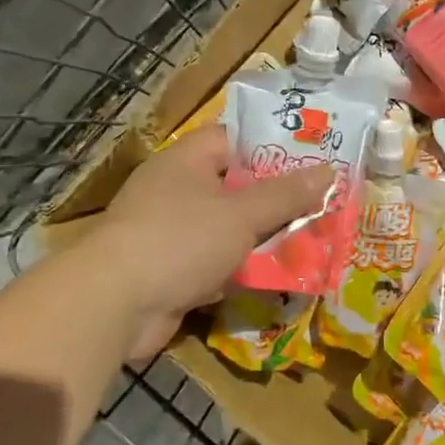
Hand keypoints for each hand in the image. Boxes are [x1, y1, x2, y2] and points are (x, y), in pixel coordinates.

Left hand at [80, 126, 333, 361]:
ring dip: (263, 239)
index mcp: (187, 161)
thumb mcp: (242, 213)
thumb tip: (329, 171)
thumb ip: (286, 194)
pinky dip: (241, 270)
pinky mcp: (171, 271)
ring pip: (229, 229)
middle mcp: (176, 191)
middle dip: (276, 201)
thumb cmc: (181, 240)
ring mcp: (171, 233)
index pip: (235, 139)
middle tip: (321, 205)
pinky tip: (278, 279)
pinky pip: (216, 263)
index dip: (273, 146)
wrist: (115, 305)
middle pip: (236, 187)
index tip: (312, 158)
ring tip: (311, 242)